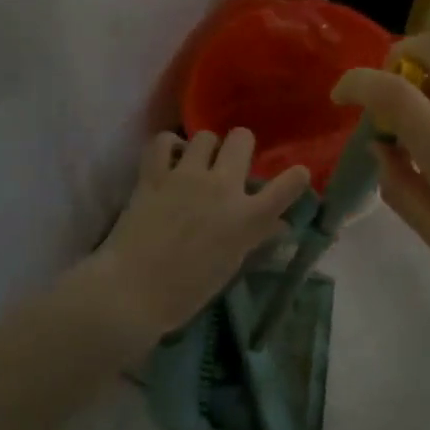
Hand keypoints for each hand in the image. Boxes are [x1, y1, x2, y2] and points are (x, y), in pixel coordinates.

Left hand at [95, 129, 311, 339]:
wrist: (132, 292)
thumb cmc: (186, 291)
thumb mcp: (231, 265)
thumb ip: (256, 236)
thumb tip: (279, 224)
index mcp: (247, 217)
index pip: (289, 185)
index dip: (296, 176)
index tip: (295, 176)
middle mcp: (223, 187)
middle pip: (242, 138)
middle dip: (240, 148)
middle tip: (230, 165)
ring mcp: (187, 176)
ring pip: (205, 136)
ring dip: (205, 149)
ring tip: (196, 165)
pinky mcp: (154, 174)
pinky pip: (163, 141)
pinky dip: (168, 147)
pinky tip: (168, 161)